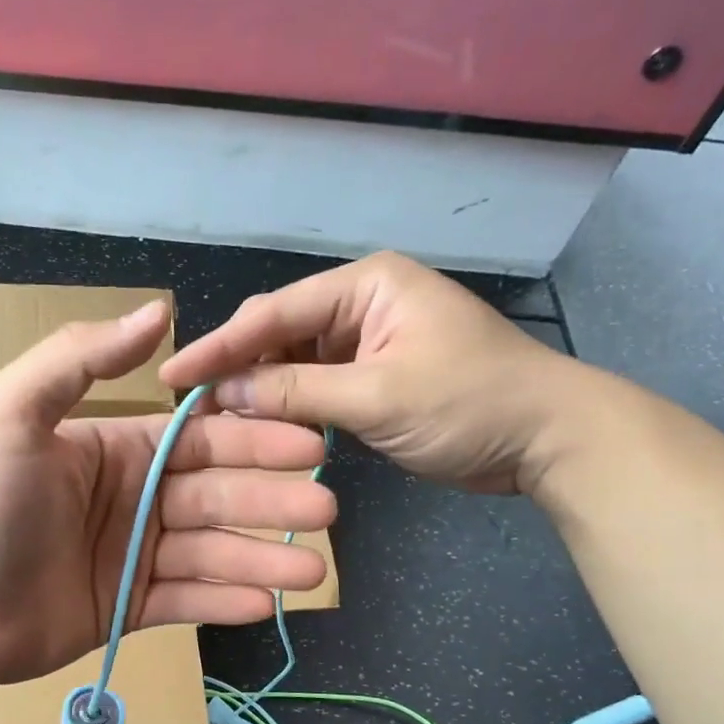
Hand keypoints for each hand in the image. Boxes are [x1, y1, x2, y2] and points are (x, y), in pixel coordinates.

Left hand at [0, 300, 334, 688]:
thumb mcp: (10, 412)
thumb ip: (80, 359)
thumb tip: (158, 311)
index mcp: (117, 448)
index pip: (200, 439)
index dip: (254, 440)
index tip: (308, 444)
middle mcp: (135, 497)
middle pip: (218, 495)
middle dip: (273, 501)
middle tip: (326, 511)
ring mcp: (133, 556)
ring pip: (211, 553)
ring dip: (262, 559)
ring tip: (312, 570)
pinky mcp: (128, 608)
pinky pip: (187, 601)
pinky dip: (225, 602)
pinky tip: (267, 605)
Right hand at [160, 252, 593, 494]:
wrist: (551, 438)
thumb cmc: (471, 405)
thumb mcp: (378, 398)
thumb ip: (296, 392)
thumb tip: (223, 392)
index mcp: (365, 286)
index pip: (274, 313)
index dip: (219, 346)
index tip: (173, 375)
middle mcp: (360, 303)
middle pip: (278, 331)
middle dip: (236, 366)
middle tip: (191, 403)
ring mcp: (367, 340)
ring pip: (293, 360)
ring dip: (260, 388)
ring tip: (217, 418)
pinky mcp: (373, 374)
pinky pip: (316, 384)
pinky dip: (289, 404)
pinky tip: (261, 424)